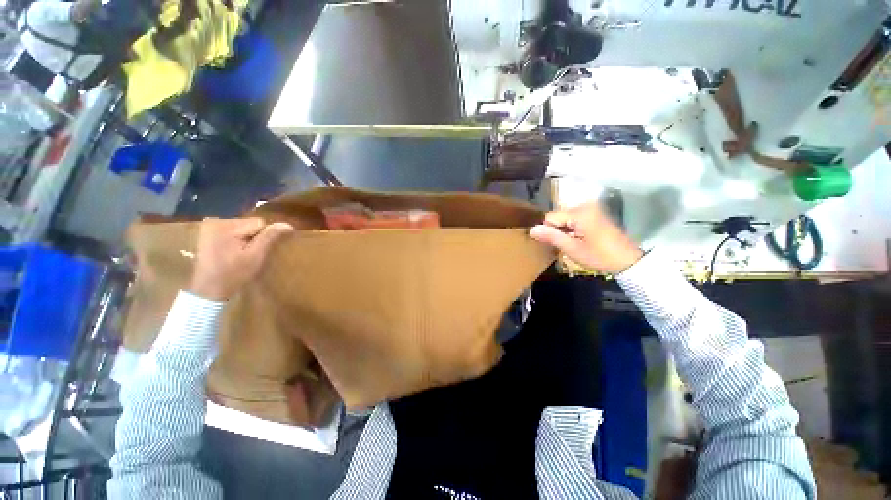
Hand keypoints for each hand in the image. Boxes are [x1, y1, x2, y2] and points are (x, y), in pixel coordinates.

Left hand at [189, 217, 293, 300]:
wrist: (209, 289)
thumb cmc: (234, 274)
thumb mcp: (256, 256)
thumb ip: (270, 237)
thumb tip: (288, 225)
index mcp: (226, 225)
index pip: (259, 223)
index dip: (262, 238)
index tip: (253, 252)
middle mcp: (216, 220)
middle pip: (250, 223)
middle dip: (253, 238)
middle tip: (245, 255)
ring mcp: (210, 225)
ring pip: (243, 226)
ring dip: (245, 239)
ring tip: (238, 254)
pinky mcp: (207, 231)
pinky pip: (233, 230)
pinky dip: (236, 239)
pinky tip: (231, 251)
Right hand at [529, 202, 642, 274]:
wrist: (628, 261)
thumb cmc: (599, 256)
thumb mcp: (572, 249)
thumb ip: (551, 237)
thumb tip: (531, 229)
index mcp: (579, 213)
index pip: (550, 217)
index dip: (549, 231)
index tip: (557, 244)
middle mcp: (585, 206)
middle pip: (558, 216)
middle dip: (557, 230)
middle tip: (566, 245)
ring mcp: (592, 209)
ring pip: (565, 218)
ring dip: (565, 230)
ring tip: (573, 244)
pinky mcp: (596, 214)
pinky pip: (575, 218)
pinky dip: (572, 228)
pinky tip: (580, 240)